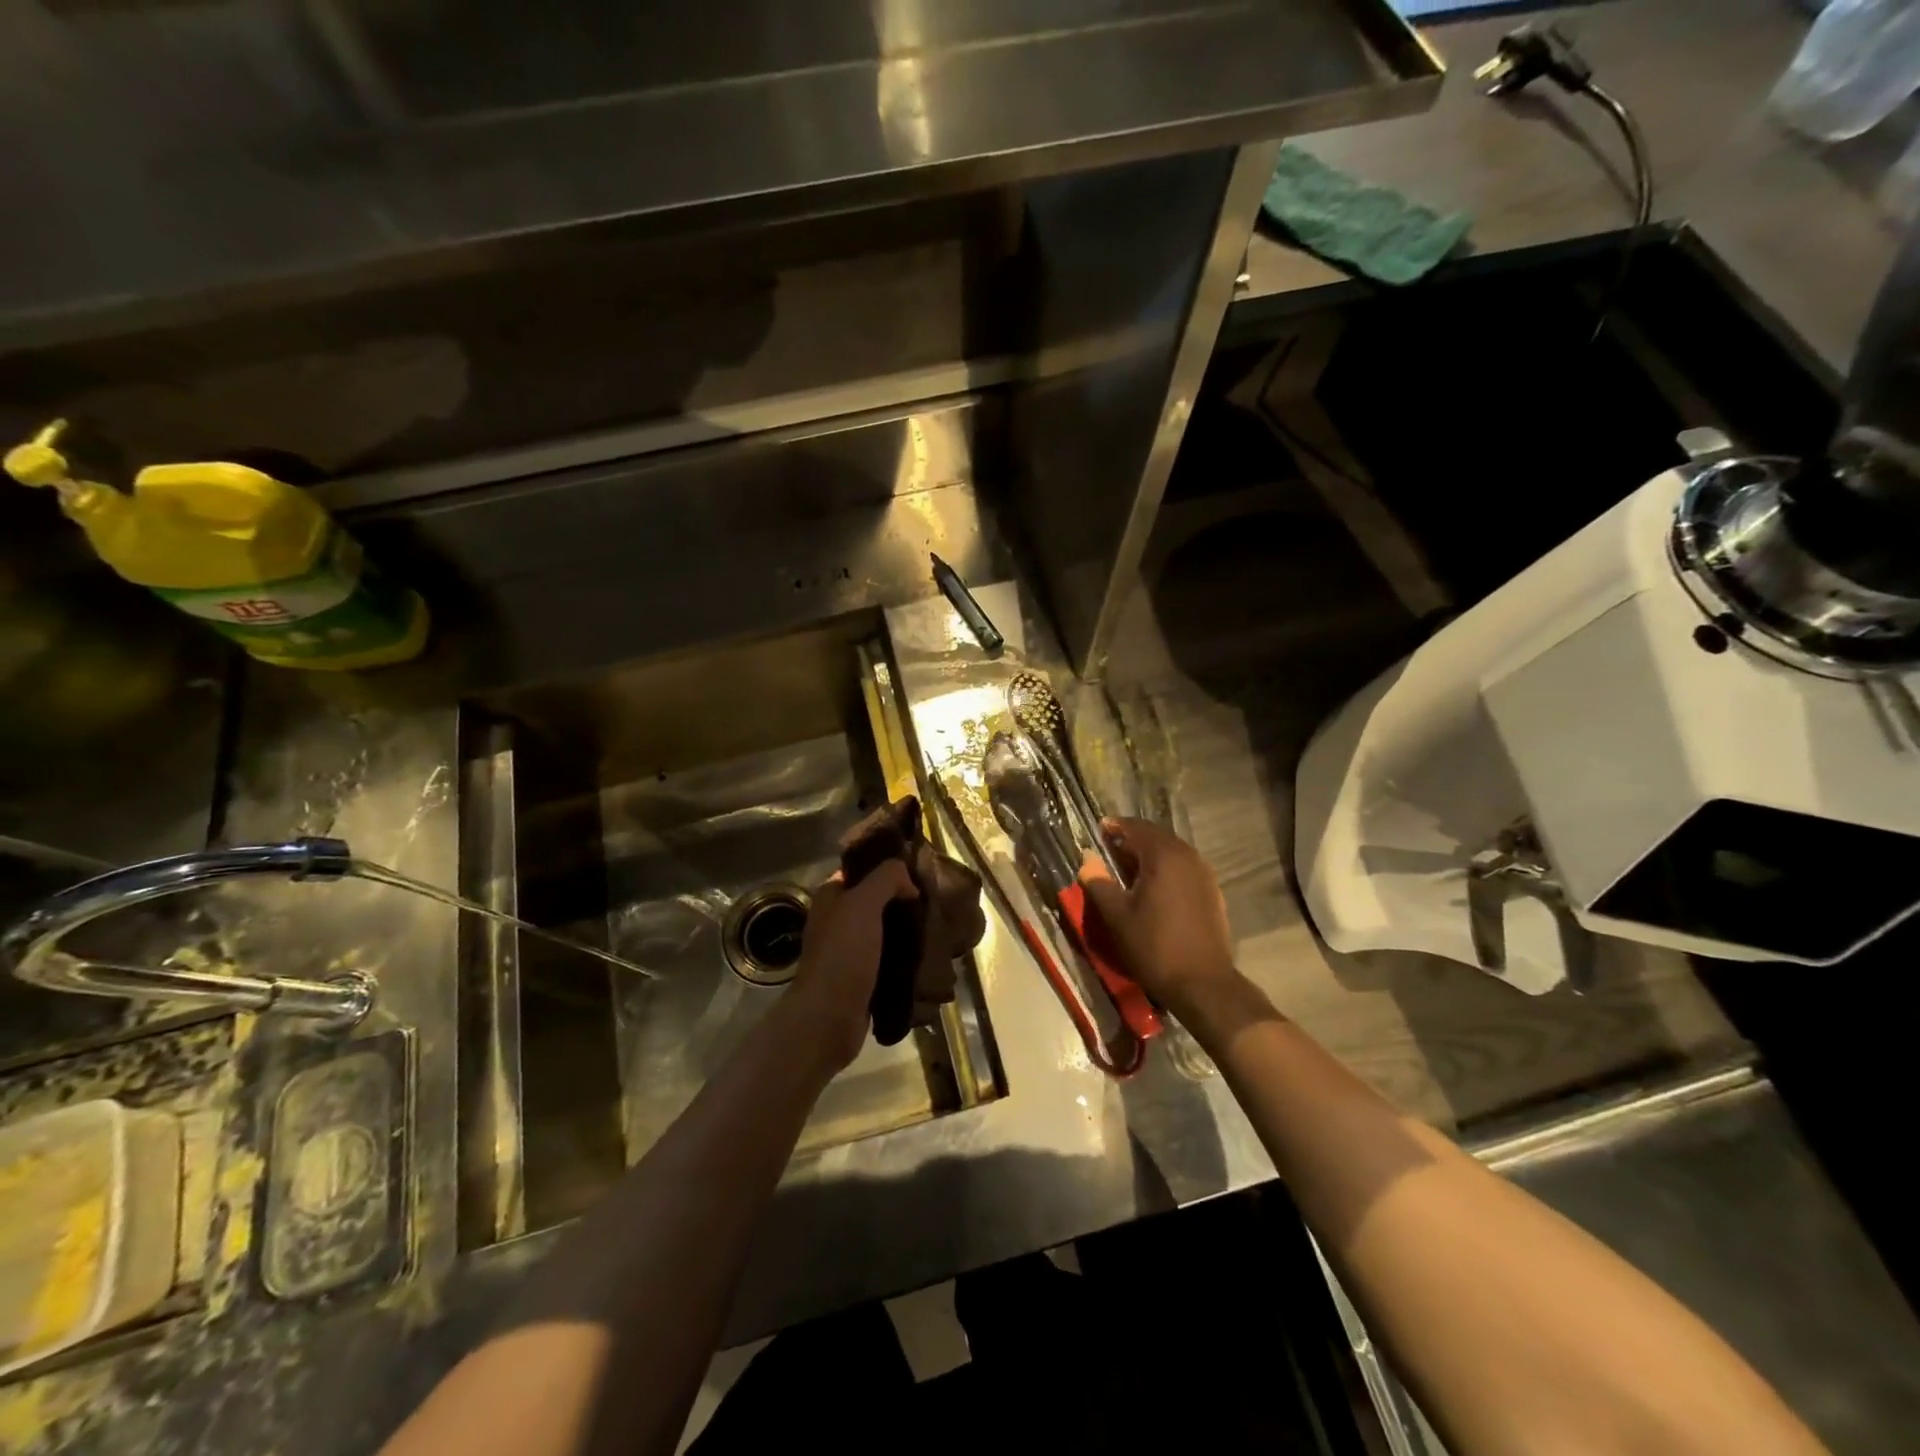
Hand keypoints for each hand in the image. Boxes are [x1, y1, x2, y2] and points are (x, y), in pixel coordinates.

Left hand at [787, 861, 918, 1072]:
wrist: (829, 1017)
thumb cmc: (843, 953)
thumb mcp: (863, 903)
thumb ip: (886, 878)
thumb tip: (909, 880)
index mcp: (831, 897)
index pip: (861, 869)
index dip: (887, 865)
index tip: (919, 867)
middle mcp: (837, 920)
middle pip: (875, 899)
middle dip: (903, 898)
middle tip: (935, 897)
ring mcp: (850, 950)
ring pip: (885, 929)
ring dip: (907, 928)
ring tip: (938, 924)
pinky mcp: (863, 977)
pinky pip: (889, 957)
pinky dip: (906, 955)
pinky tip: (929, 953)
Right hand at [1076, 818, 1238, 1016]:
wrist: (1203, 984)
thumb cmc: (1154, 947)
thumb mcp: (1117, 915)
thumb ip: (1098, 882)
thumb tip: (1086, 858)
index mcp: (1164, 856)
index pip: (1136, 828)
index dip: (1116, 827)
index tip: (1099, 829)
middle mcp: (1188, 857)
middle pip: (1156, 837)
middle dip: (1133, 839)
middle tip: (1111, 848)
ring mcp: (1204, 874)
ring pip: (1172, 852)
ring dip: (1150, 854)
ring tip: (1128, 867)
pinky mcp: (1212, 892)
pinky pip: (1184, 868)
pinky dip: (1166, 869)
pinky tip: (1153, 887)